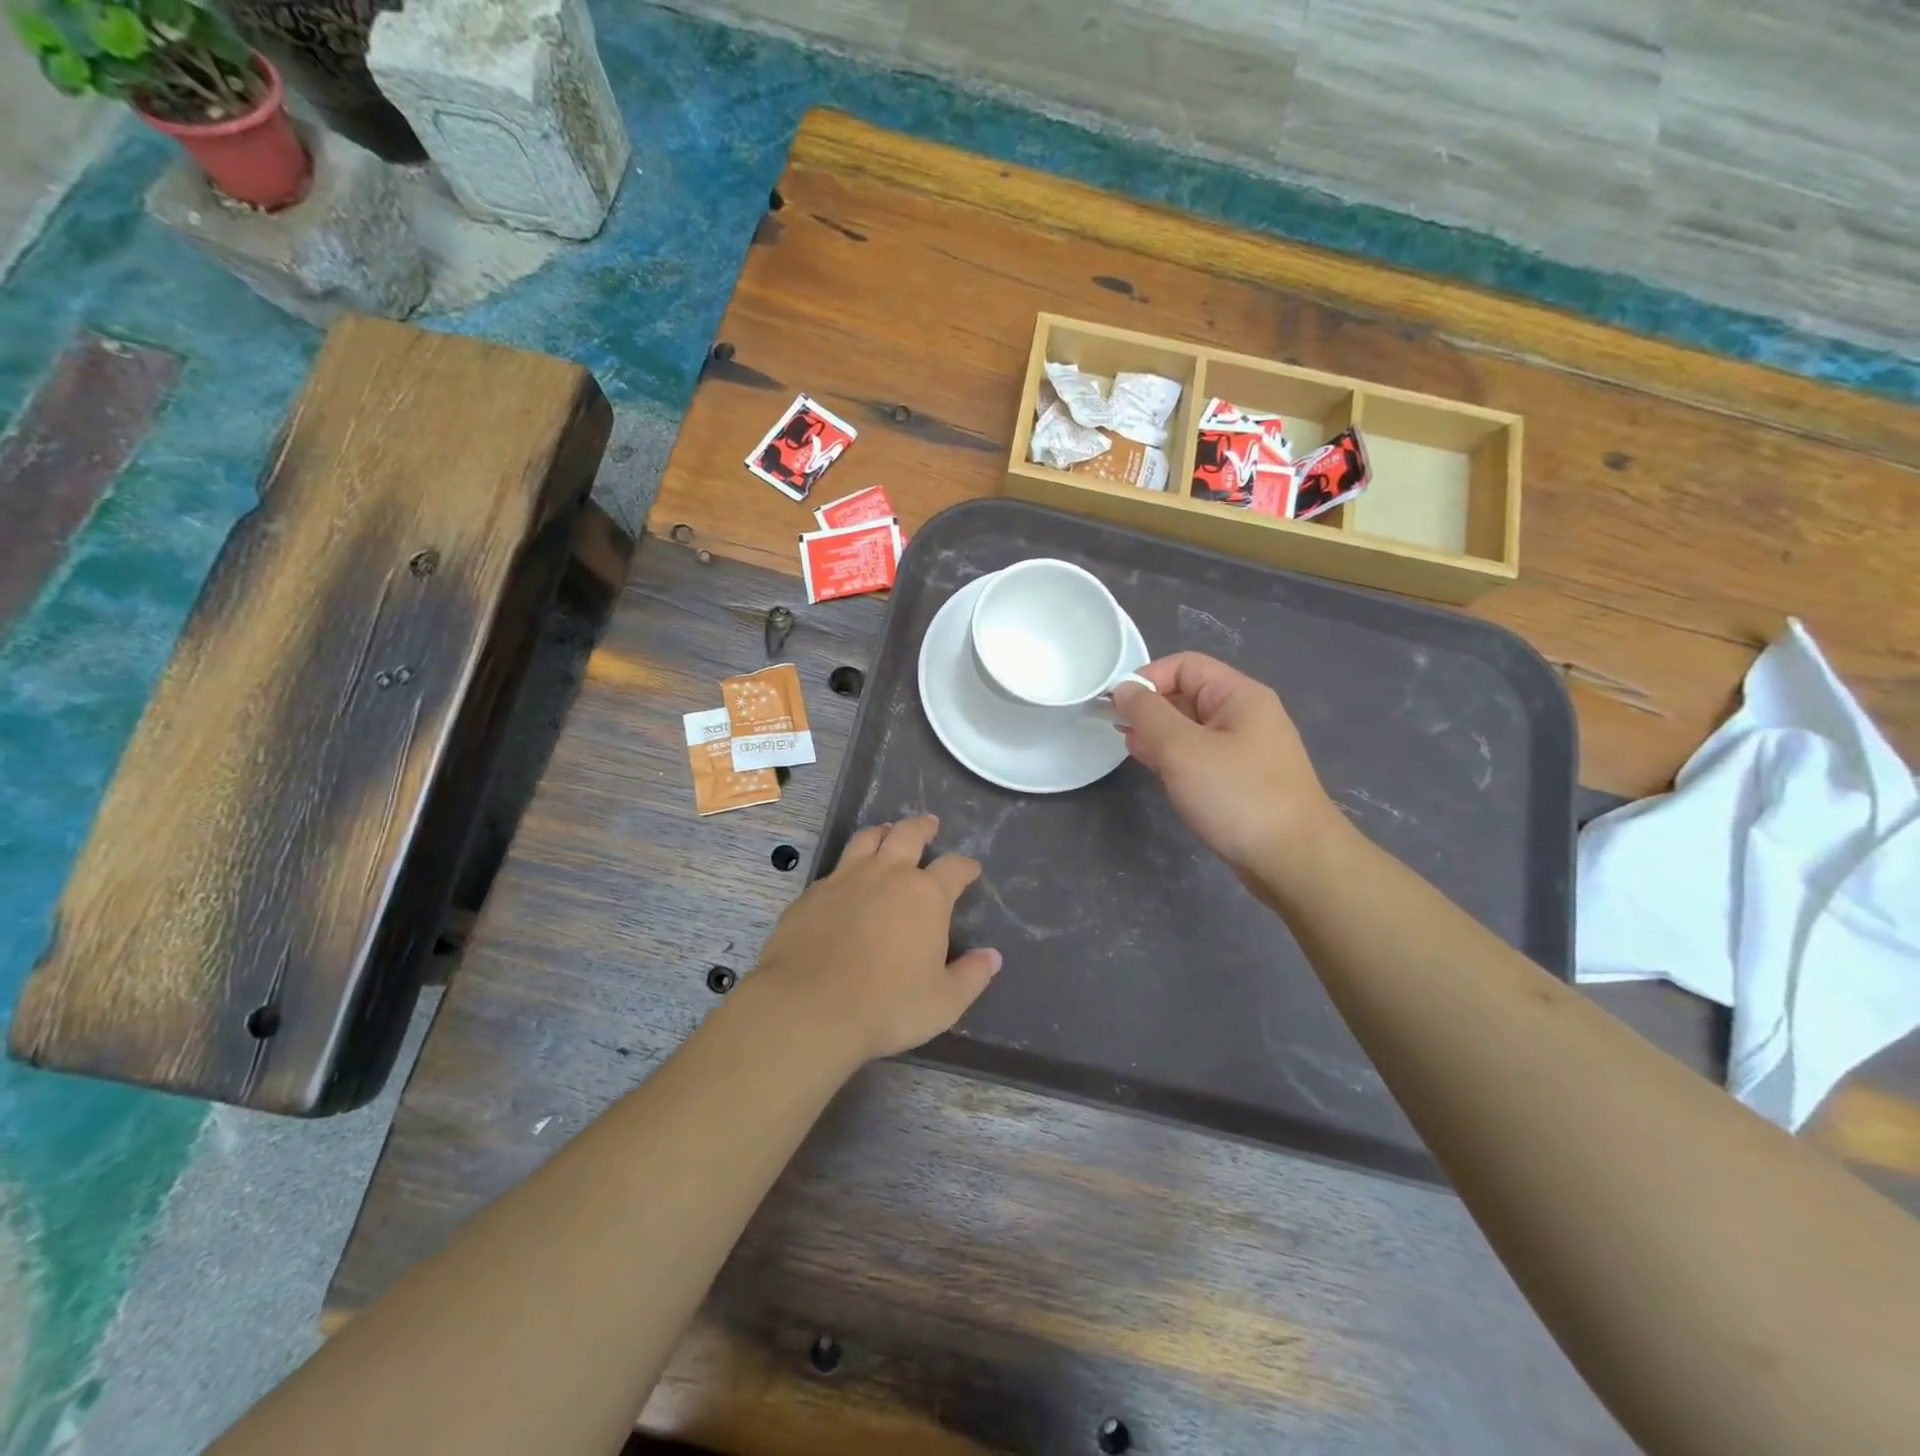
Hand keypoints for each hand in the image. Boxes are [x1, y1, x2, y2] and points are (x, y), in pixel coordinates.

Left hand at [748, 816, 1001, 1065]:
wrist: (809, 1008)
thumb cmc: (888, 1006)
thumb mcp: (944, 1002)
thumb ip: (971, 976)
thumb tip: (992, 956)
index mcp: (926, 895)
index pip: (954, 867)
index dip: (965, 866)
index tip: (970, 869)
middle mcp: (887, 874)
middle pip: (908, 834)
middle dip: (923, 827)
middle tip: (929, 824)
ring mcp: (845, 879)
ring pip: (867, 840)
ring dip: (882, 833)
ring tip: (887, 833)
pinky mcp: (812, 894)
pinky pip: (835, 869)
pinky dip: (848, 866)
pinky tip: (846, 881)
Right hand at [1111, 653, 1341, 886]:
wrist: (1294, 861)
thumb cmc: (1237, 796)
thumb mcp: (1183, 749)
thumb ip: (1148, 714)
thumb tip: (1124, 689)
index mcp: (1239, 696)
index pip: (1185, 665)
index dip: (1147, 677)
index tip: (1115, 705)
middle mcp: (1246, 715)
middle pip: (1189, 694)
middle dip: (1150, 708)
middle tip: (1116, 729)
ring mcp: (1246, 750)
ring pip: (1192, 728)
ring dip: (1159, 734)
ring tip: (1130, 748)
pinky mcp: (1242, 780)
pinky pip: (1201, 756)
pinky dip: (1175, 758)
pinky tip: (1155, 770)